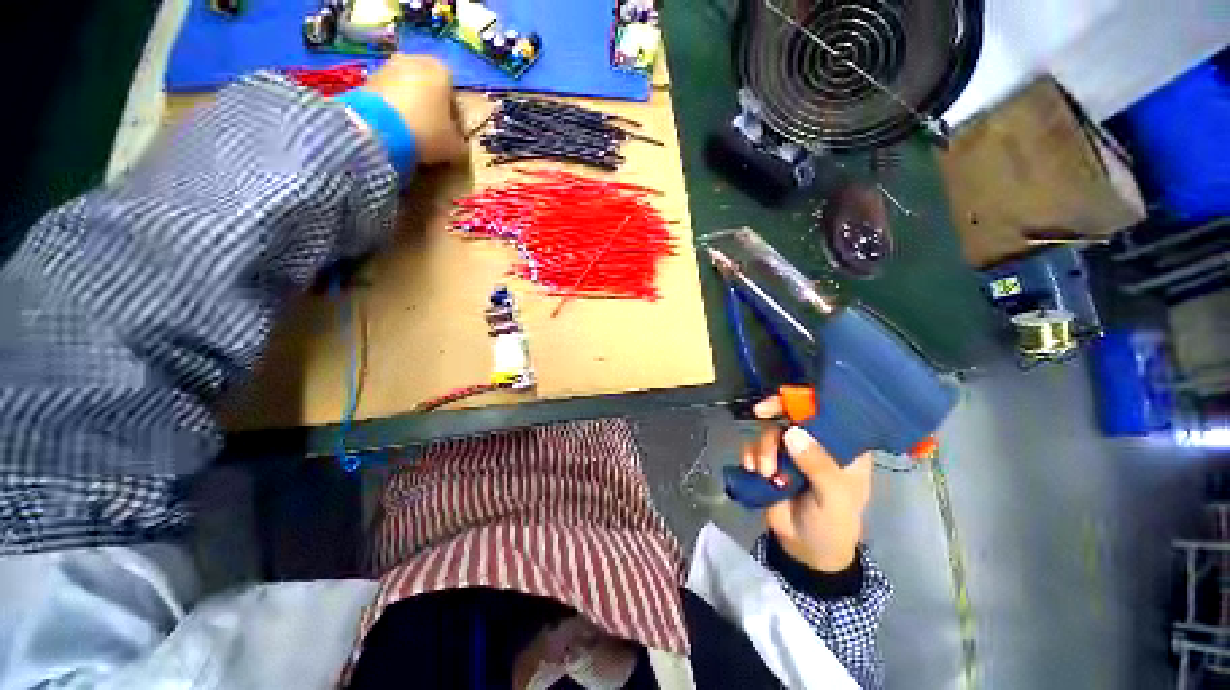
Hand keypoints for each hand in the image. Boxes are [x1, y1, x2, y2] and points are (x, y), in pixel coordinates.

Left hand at [362, 54, 467, 164]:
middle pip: (428, 87)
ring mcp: (388, 66)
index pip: (453, 93)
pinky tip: (394, 128)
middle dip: (430, 107)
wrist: (379, 129)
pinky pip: (388, 94)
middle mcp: (415, 60)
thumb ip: (460, 143)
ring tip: (410, 132)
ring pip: (407, 89)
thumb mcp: (455, 147)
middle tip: (431, 132)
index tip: (450, 133)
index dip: (453, 116)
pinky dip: (392, 108)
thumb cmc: (427, 132)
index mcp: (442, 71)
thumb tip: (458, 143)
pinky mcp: (368, 77)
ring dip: (410, 106)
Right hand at [742, 396, 872, 572]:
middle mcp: (815, 443)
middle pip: (791, 414)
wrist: (805, 551)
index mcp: (842, 447)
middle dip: (773, 415)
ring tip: (764, 472)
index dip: (807, 399)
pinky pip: (754, 446)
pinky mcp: (769, 461)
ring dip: (762, 447)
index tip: (787, 399)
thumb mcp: (834, 497)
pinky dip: (750, 454)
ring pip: (770, 430)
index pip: (827, 412)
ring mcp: (790, 452)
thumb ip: (818, 466)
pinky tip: (752, 470)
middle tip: (759, 413)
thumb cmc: (832, 523)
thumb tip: (792, 432)